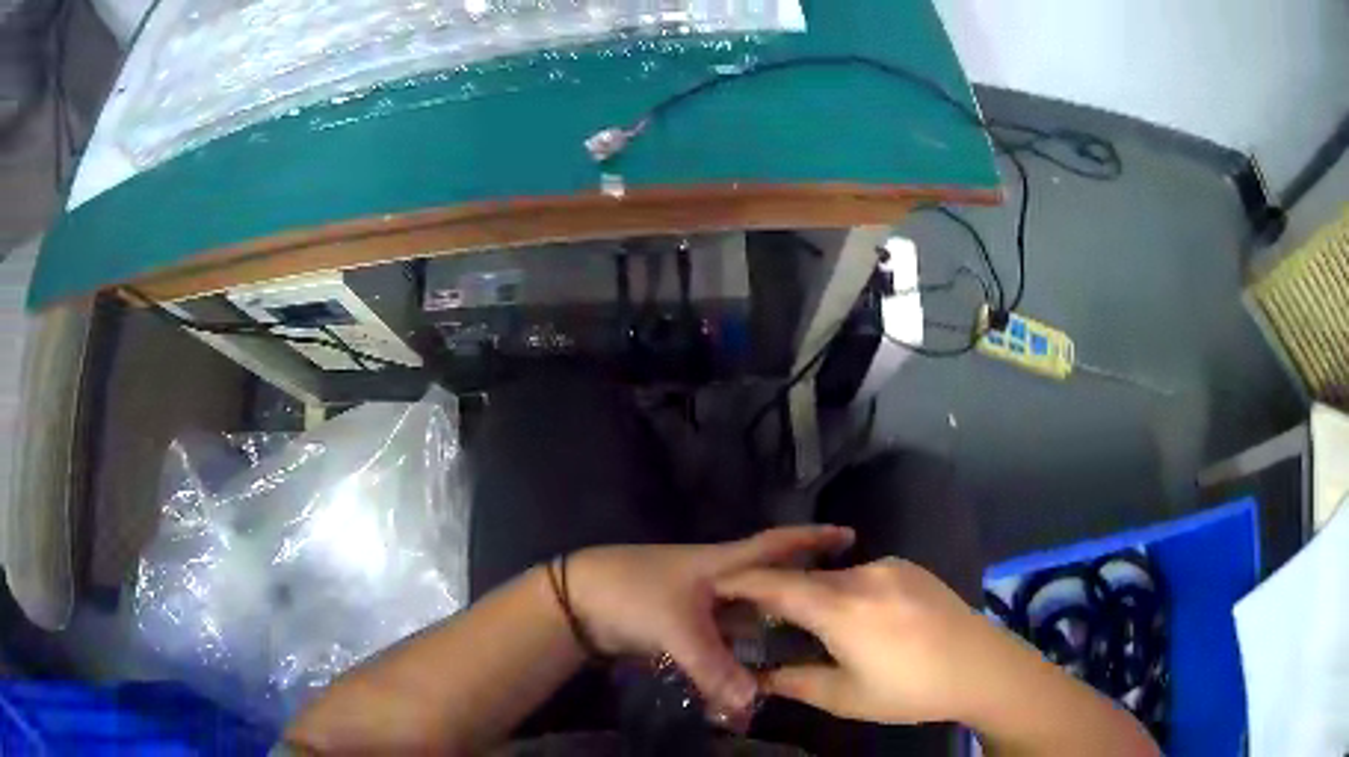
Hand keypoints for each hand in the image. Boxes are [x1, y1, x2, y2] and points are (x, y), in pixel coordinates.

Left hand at [566, 525, 854, 715]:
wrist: (578, 601)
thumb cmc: (633, 594)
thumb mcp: (678, 629)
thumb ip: (715, 668)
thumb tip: (753, 706)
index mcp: (725, 564)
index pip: (778, 545)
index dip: (813, 538)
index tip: (850, 535)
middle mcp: (720, 581)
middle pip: (770, 585)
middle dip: (801, 593)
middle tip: (839, 608)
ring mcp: (700, 605)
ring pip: (747, 618)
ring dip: (771, 631)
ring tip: (808, 646)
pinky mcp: (683, 627)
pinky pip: (724, 640)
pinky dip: (740, 654)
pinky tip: (757, 671)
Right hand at [716, 557, 1009, 724]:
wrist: (982, 667)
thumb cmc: (910, 689)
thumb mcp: (846, 697)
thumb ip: (794, 682)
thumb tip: (756, 677)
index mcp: (842, 608)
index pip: (776, 584)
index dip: (741, 582)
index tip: (714, 585)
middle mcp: (863, 575)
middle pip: (804, 578)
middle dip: (778, 594)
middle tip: (762, 619)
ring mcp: (891, 567)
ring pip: (834, 576)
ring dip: (815, 595)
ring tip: (812, 626)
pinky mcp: (911, 568)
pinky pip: (864, 574)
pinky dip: (845, 591)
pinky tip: (858, 619)